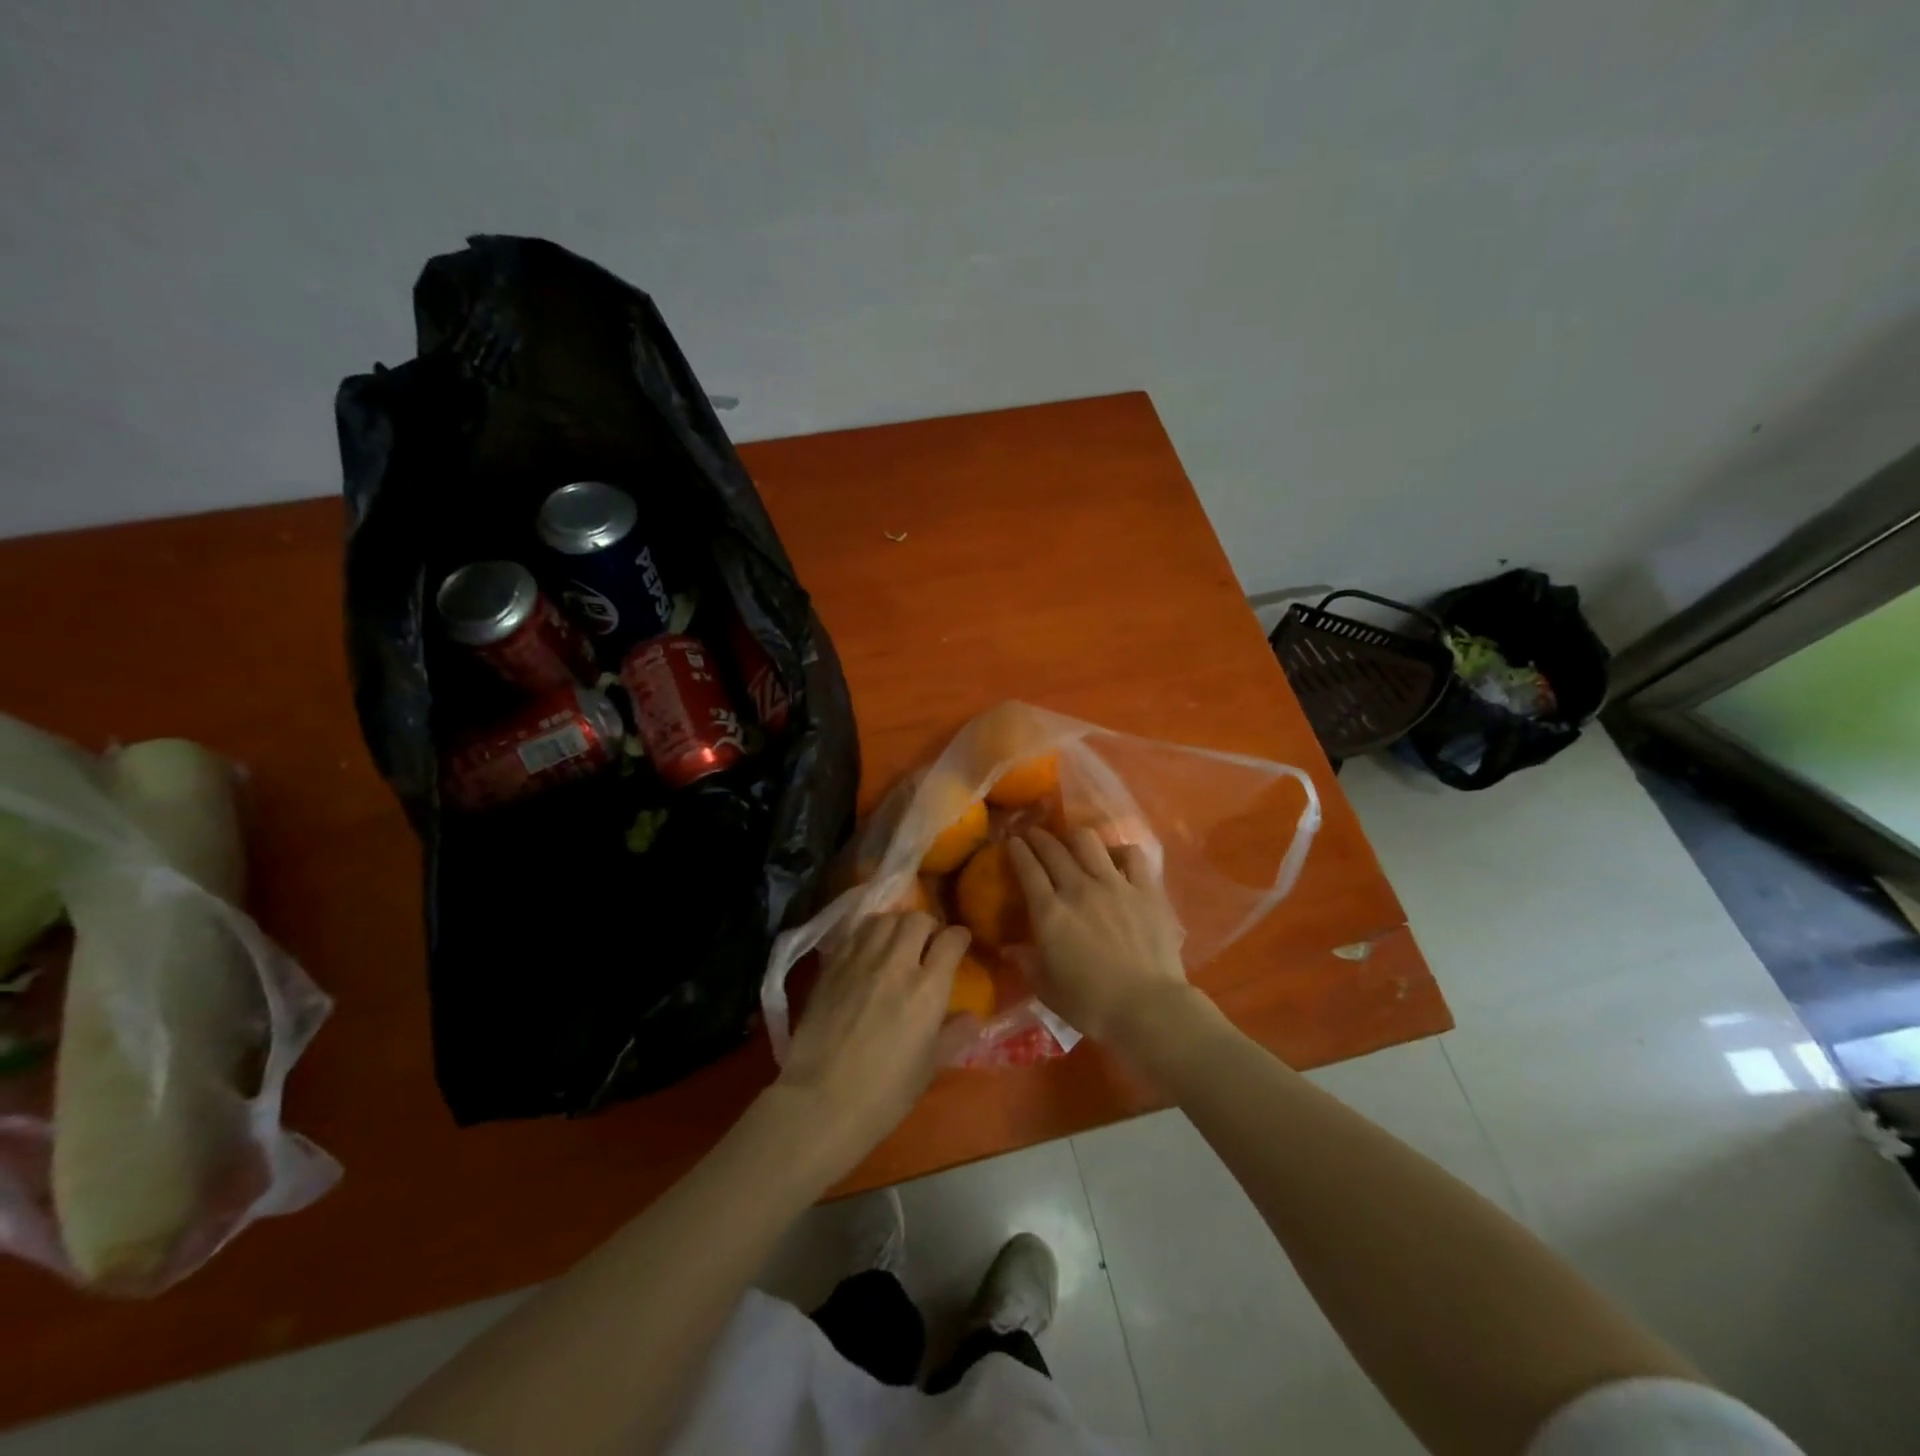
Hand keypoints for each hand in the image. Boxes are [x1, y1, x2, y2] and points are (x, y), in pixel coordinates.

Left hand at [775, 911, 970, 1179]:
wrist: (821, 1100)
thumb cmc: (884, 1092)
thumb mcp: (929, 1067)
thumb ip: (954, 1035)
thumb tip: (972, 1017)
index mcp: (928, 988)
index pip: (951, 940)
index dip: (959, 937)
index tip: (959, 944)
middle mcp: (896, 962)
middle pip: (917, 919)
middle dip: (928, 926)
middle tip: (927, 943)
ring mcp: (860, 959)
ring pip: (885, 919)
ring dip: (897, 925)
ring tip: (896, 942)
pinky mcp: (832, 964)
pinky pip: (856, 933)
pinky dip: (868, 934)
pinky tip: (867, 951)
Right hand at [1007, 828, 1191, 1045]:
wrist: (1148, 1007)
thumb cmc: (1091, 1005)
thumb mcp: (1047, 990)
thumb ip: (1027, 963)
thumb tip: (1007, 948)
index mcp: (1050, 913)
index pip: (1028, 869)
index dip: (1017, 851)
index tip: (1011, 841)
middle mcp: (1078, 889)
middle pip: (1053, 850)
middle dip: (1039, 837)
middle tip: (1033, 834)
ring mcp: (1114, 884)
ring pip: (1088, 842)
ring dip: (1074, 837)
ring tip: (1071, 840)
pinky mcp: (1146, 889)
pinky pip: (1132, 855)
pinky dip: (1120, 851)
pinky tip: (1116, 857)